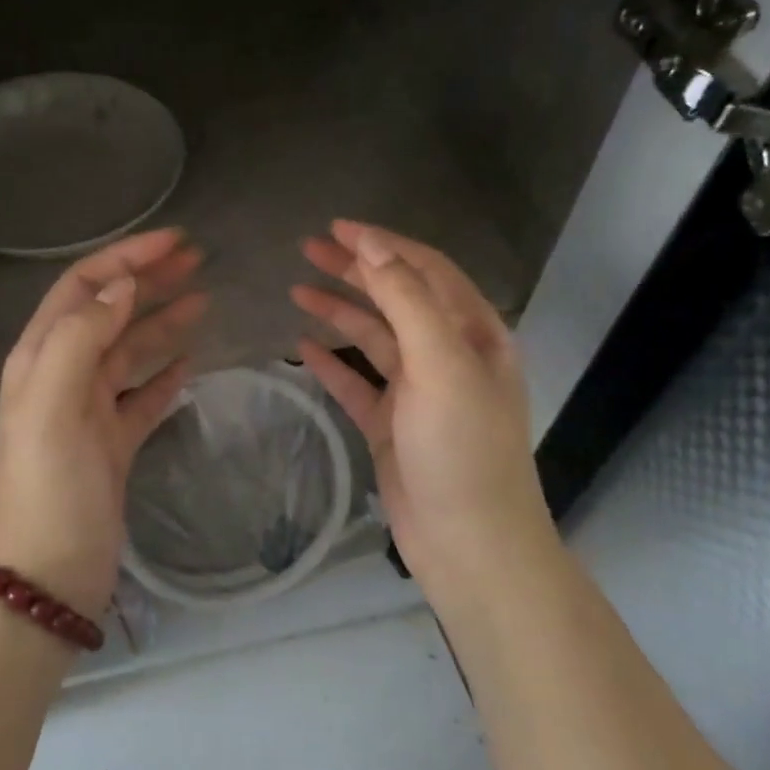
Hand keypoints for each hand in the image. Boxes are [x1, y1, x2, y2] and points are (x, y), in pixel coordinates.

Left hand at [0, 228, 207, 617]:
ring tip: (204, 300)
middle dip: (149, 281)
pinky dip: (165, 374)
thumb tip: (122, 287)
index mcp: (41, 357)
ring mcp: (89, 411)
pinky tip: (190, 362)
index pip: (84, 287)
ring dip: (163, 322)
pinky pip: (143, 396)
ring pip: (131, 351)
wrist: (49, 573)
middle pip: (110, 312)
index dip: (126, 258)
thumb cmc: (50, 484)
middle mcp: (63, 375)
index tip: (176, 240)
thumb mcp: (53, 401)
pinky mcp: (113, 444)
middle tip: (198, 260)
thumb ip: (81, 336)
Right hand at [290, 220, 552, 598]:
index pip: (425, 270)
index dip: (382, 244)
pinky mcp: (392, 425)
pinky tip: (302, 346)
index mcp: (473, 333)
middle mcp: (448, 355)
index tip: (337, 227)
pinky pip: (356, 383)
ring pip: (373, 338)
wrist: (469, 542)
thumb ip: (406, 299)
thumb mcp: (440, 362)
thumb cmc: (461, 446)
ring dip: (339, 311)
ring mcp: (418, 392)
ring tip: (296, 289)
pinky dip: (331, 362)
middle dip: (355, 270)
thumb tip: (373, 244)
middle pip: (396, 298)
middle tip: (308, 248)